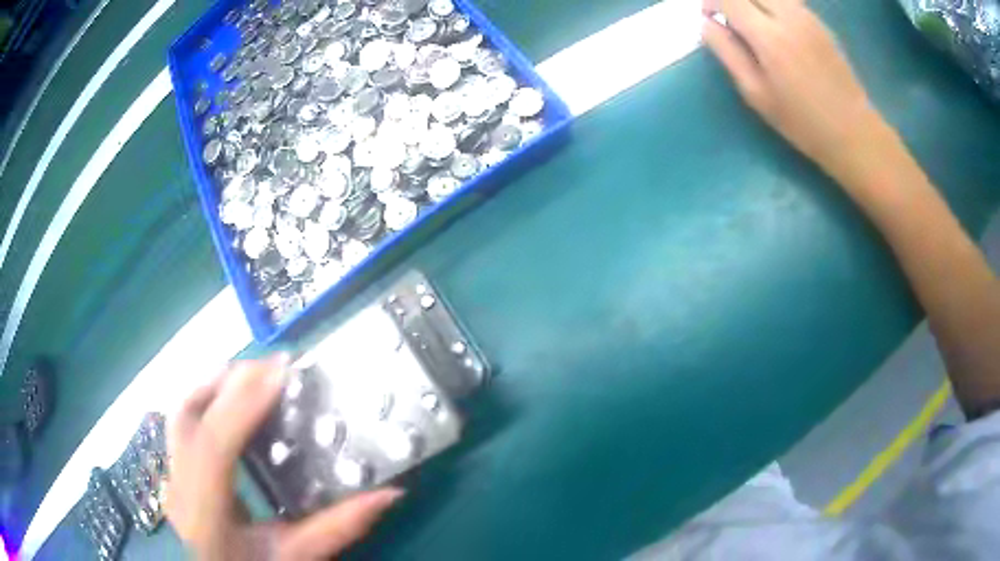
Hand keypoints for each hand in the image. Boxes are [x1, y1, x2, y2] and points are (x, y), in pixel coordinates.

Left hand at [165, 355, 402, 560]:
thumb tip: (390, 492)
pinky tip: (231, 397)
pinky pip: (185, 421)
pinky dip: (207, 398)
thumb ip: (339, 527)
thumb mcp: (298, 555)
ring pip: (181, 412)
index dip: (242, 404)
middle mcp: (180, 487)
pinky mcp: (175, 469)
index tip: (280, 372)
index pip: (214, 445)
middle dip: (229, 382)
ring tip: (253, 374)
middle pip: (189, 415)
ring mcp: (171, 475)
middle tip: (272, 366)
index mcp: (206, 513)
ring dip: (215, 385)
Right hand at [702, 0, 894, 182]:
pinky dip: (773, 6)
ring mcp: (808, 17)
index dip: (712, 1)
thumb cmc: (802, 122)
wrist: (853, 132)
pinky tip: (777, 28)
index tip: (709, 17)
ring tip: (753, 23)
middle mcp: (789, 16)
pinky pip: (789, 1)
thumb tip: (706, 24)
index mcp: (769, 36)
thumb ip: (728, 52)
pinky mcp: (820, 23)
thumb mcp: (757, 94)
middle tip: (729, 17)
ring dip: (754, 2)